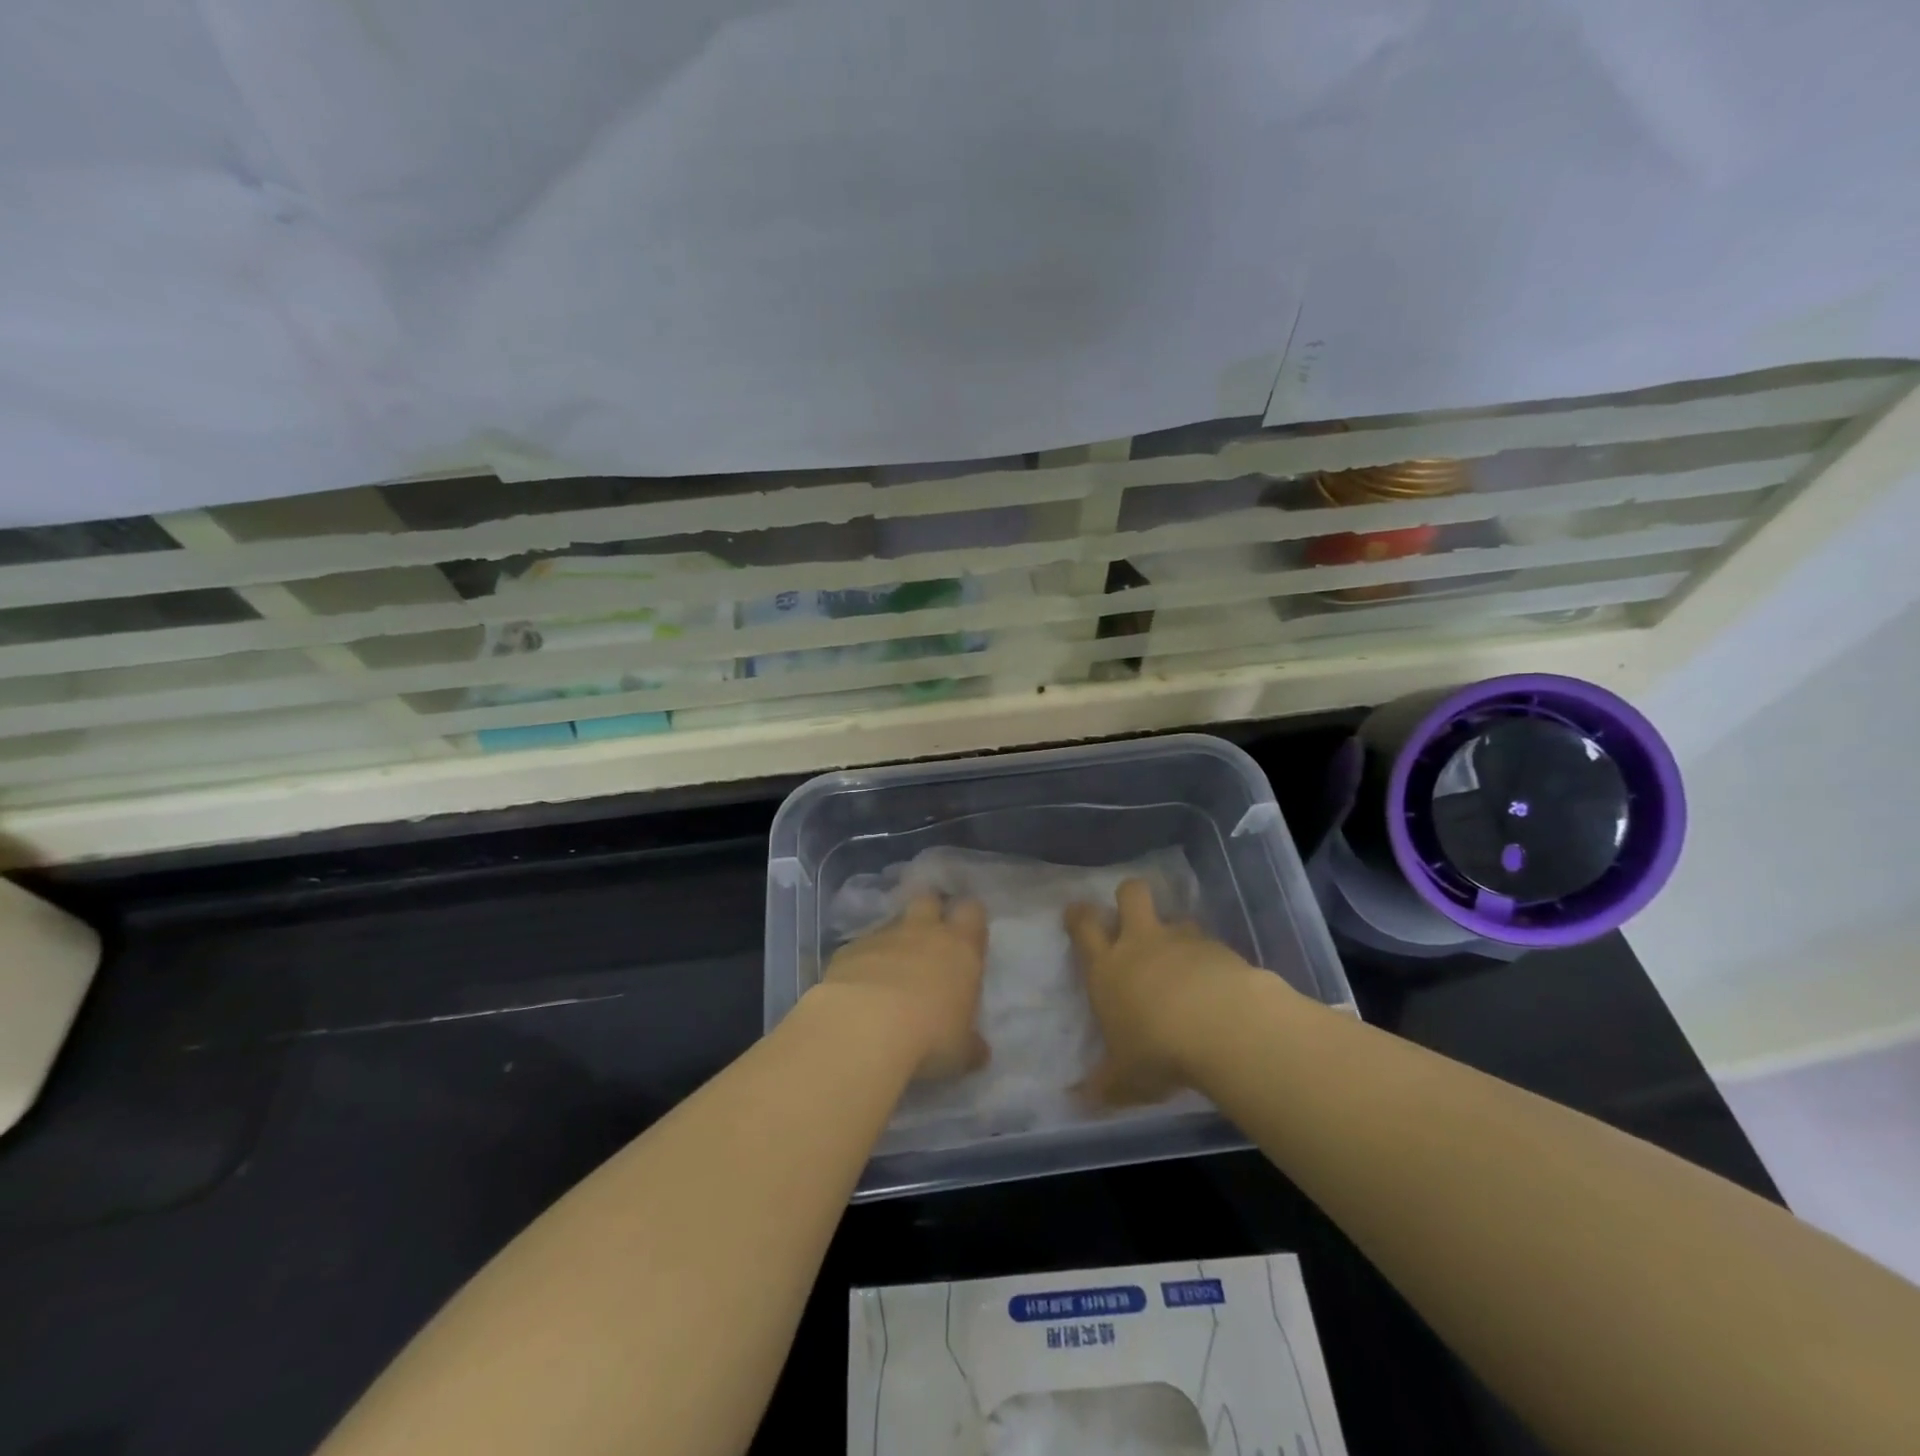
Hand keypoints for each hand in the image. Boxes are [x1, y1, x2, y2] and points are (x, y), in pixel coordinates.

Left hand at [821, 894, 989, 1080]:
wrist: (865, 1027)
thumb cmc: (929, 1036)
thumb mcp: (961, 1051)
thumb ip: (970, 1045)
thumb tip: (979, 1051)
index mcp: (960, 948)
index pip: (972, 912)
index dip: (969, 920)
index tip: (966, 936)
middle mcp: (922, 932)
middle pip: (928, 900)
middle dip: (929, 913)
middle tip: (928, 941)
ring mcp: (882, 937)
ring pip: (891, 924)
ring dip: (894, 943)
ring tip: (890, 975)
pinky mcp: (847, 950)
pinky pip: (860, 949)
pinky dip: (862, 963)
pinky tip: (858, 990)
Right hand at [1066, 878, 1267, 1106]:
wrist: (1223, 1028)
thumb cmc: (1157, 1050)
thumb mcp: (1124, 1079)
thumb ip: (1103, 1085)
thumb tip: (1077, 1101)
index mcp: (1108, 967)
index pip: (1084, 926)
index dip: (1079, 915)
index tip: (1077, 913)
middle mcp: (1143, 943)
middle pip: (1131, 894)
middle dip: (1129, 897)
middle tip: (1133, 915)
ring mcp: (1184, 941)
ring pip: (1177, 917)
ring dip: (1177, 933)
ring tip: (1185, 961)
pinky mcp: (1223, 950)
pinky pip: (1212, 945)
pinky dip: (1213, 961)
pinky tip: (1220, 987)